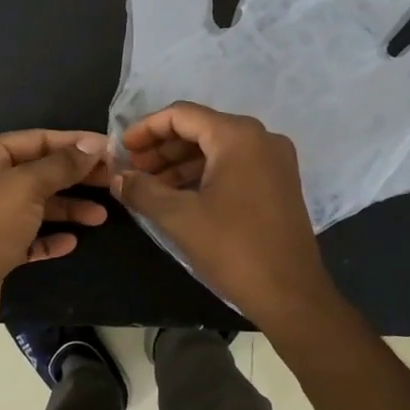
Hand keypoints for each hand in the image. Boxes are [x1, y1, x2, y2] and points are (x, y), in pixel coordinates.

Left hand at [0, 129, 111, 344]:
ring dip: (68, 208)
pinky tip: (71, 242)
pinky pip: (29, 236)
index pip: (36, 139)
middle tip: (113, 181)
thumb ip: (61, 165)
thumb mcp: (26, 187)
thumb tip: (93, 145)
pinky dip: (50, 237)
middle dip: (75, 177)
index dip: (74, 143)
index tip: (111, 150)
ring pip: (36, 205)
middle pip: (38, 172)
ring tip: (101, 217)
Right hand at [112, 102, 337, 326]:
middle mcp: (261, 138)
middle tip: (132, 169)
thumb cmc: (232, 249)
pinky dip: (204, 174)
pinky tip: (178, 195)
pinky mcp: (279, 183)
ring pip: (216, 148)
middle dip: (162, 147)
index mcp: (238, 136)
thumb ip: (142, 190)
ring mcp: (274, 160)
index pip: (182, 115)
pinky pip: (234, 164)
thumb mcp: (178, 217)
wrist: (291, 295)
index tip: (122, 149)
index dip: (146, 128)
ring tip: (149, 185)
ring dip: (180, 162)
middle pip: (200, 128)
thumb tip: (118, 177)